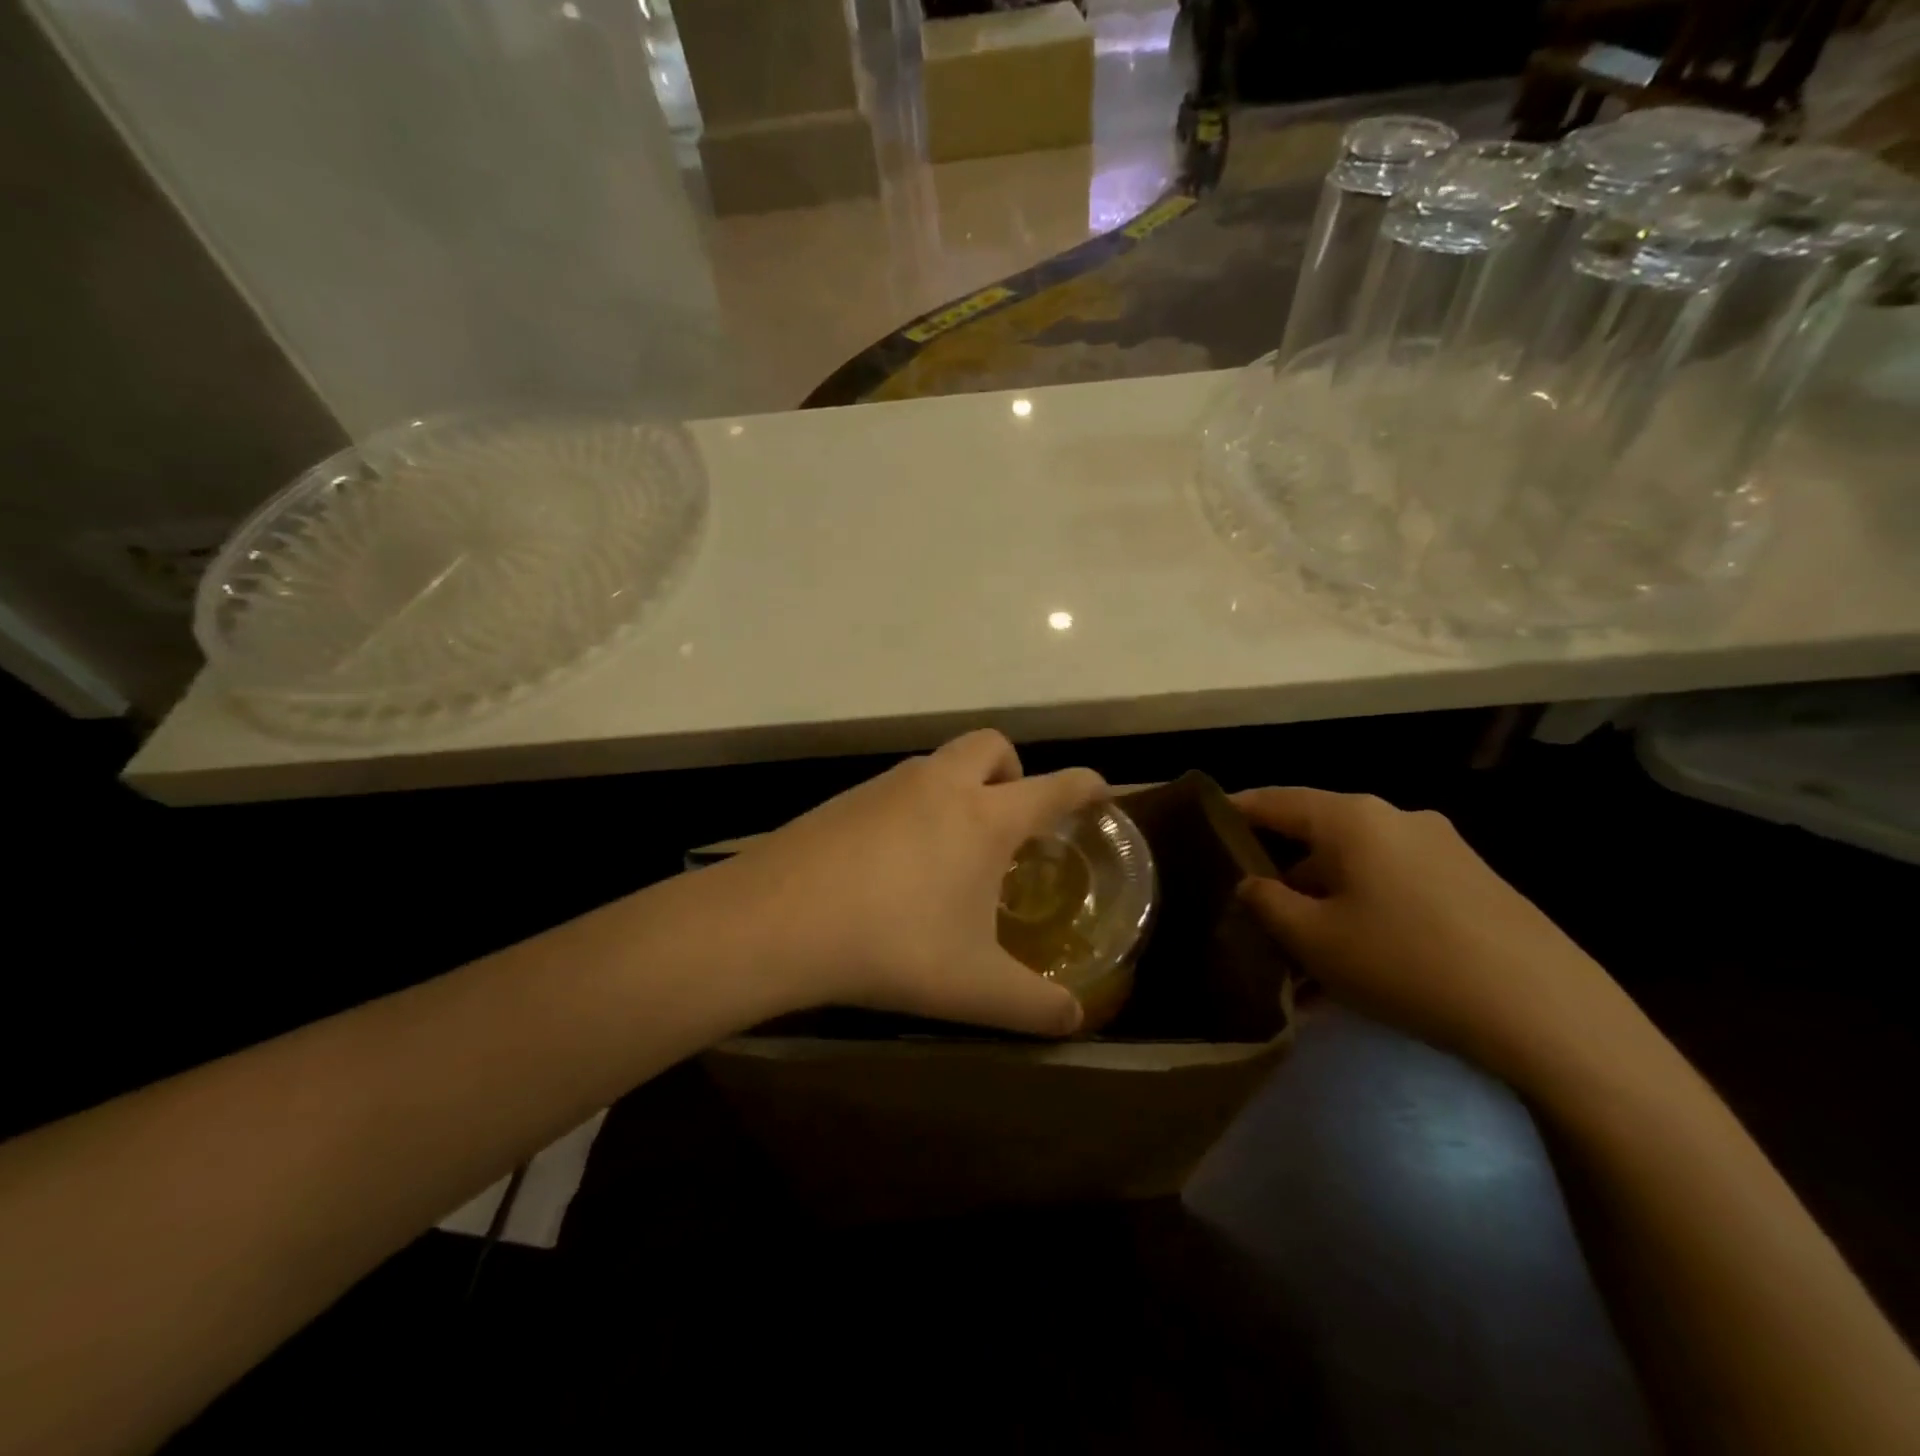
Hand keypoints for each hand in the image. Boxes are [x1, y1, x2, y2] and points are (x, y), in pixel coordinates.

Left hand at [719, 730, 1105, 1036]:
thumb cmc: (893, 946)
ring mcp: (887, 785)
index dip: (1085, 785)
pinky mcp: (846, 798)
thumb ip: (1035, 1006)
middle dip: (1014, 770)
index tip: (1100, 791)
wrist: (777, 922)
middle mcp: (939, 784)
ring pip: (940, 763)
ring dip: (960, 788)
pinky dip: (916, 807)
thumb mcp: (974, 987)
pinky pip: (898, 787)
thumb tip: (1075, 1020)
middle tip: (1011, 820)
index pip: (1052, 787)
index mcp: (983, 817)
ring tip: (953, 850)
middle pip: (992, 746)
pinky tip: (896, 863)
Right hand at [1232, 787, 1645, 1087]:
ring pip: (1361, 866)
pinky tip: (1362, 961)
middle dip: (1284, 871)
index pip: (1277, 800)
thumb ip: (1267, 902)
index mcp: (1353, 818)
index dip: (1237, 810)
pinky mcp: (1476, 884)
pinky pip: (1399, 887)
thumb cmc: (1406, 963)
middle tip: (1256, 908)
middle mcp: (1398, 818)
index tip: (1206, 822)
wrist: (1548, 1015)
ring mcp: (1445, 849)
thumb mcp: (1314, 939)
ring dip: (1327, 899)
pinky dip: (1368, 911)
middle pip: (1320, 834)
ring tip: (1307, 951)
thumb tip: (1252, 883)